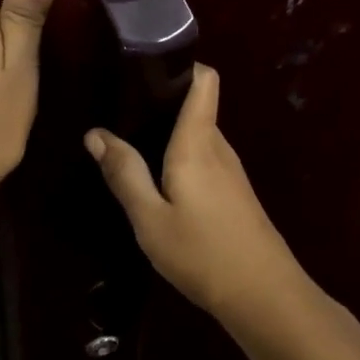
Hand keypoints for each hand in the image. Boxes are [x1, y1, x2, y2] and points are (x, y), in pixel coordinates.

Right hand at [84, 65, 305, 325]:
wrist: (264, 295)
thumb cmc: (202, 252)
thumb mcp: (150, 218)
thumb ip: (124, 173)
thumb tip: (96, 133)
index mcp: (198, 141)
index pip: (205, 80)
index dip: (183, 64)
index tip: (147, 67)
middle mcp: (219, 145)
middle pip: (196, 105)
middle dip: (163, 101)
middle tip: (122, 110)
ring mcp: (231, 169)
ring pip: (198, 134)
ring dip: (170, 133)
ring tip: (133, 142)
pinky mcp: (235, 191)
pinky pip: (204, 157)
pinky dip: (181, 156)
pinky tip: (159, 179)